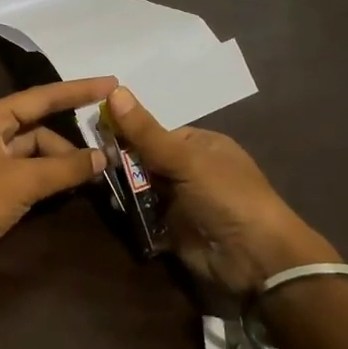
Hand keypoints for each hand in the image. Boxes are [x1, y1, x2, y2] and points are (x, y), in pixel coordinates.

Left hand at [0, 78, 114, 278]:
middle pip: (40, 128)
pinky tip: (70, 188)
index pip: (42, 97)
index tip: (112, 84)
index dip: (78, 90)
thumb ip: (65, 168)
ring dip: (61, 164)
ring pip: (37, 153)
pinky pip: (30, 174)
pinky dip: (50, 179)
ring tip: (89, 178)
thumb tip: (103, 157)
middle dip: (70, 143)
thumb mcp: (23, 181)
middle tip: (104, 157)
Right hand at [104, 85, 337, 292]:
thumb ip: (146, 132)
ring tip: (98, 189)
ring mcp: (181, 201)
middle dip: (121, 165)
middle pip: (144, 161)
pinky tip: (113, 212)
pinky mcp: (173, 230)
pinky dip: (130, 216)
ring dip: (123, 191)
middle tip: (92, 165)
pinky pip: (143, 217)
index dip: (127, 133)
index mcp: (200, 146)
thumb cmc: (226, 196)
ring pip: (141, 190)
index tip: (95, 135)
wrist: (255, 258)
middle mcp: (190, 170)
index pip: (154, 134)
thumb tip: (114, 90)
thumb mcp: (185, 159)